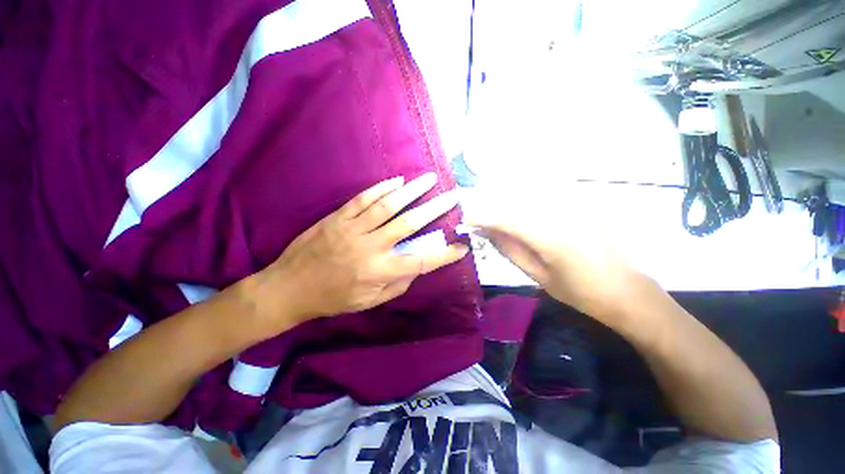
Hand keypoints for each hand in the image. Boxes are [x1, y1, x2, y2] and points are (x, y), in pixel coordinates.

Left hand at [254, 173, 468, 330]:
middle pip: (409, 224)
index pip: (421, 262)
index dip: (444, 255)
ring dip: (411, 191)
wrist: (289, 288)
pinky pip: (363, 199)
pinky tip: (397, 182)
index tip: (461, 247)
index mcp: (379, 271)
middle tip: (451, 196)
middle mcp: (370, 247)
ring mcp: (353, 228)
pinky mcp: (337, 217)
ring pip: (388, 205)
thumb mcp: (369, 302)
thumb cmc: (332, 298)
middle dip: (434, 209)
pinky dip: (381, 189)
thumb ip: (397, 285)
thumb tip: (415, 268)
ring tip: (429, 179)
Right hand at [468, 205, 647, 320]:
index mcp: (551, 238)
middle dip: (492, 209)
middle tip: (478, 219)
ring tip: (494, 217)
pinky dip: (527, 202)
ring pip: (530, 196)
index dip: (484, 217)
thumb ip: (511, 250)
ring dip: (508, 204)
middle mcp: (562, 215)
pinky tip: (520, 212)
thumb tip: (488, 232)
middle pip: (516, 203)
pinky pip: (547, 197)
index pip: (507, 219)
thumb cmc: (580, 292)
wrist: (626, 291)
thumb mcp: (538, 276)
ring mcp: (575, 207)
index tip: (466, 219)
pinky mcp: (582, 206)